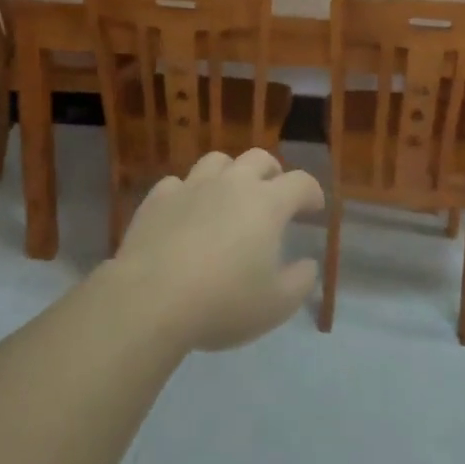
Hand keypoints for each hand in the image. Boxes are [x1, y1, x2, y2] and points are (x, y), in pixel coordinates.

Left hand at [109, 148, 324, 352]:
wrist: (151, 299)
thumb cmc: (223, 302)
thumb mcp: (276, 305)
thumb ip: (300, 282)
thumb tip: (307, 264)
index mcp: (267, 203)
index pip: (300, 182)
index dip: (311, 192)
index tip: (313, 208)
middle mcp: (232, 183)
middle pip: (259, 158)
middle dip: (272, 173)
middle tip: (273, 195)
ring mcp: (192, 186)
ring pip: (217, 161)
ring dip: (229, 174)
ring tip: (228, 196)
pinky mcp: (158, 198)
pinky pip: (178, 183)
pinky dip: (188, 193)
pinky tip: (186, 212)